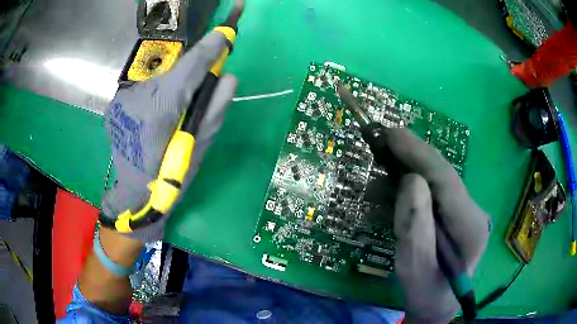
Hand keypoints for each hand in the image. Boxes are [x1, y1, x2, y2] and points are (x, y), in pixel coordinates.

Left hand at [101, 31, 236, 242]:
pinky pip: (148, 90)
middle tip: (206, 83)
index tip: (226, 32)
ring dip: (175, 87)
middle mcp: (138, 98)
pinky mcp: (118, 103)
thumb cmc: (168, 180)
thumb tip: (228, 78)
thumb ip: (213, 111)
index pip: (189, 69)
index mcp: (159, 111)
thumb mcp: (198, 150)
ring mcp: (124, 99)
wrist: (133, 196)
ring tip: (177, 110)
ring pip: (160, 81)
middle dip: (193, 74)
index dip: (210, 49)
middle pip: (174, 73)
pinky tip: (158, 115)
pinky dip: (159, 95)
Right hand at [387, 128, 489, 322]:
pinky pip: (432, 190)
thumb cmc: (427, 293)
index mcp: (470, 226)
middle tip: (381, 138)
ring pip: (436, 179)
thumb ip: (415, 228)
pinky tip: (391, 189)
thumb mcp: (414, 268)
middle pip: (442, 174)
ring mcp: (466, 210)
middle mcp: (473, 210)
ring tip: (380, 168)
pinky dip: (410, 185)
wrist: (438, 304)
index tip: (391, 134)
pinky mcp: (456, 212)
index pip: (446, 180)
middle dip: (412, 154)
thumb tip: (410, 181)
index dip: (418, 154)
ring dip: (407, 169)